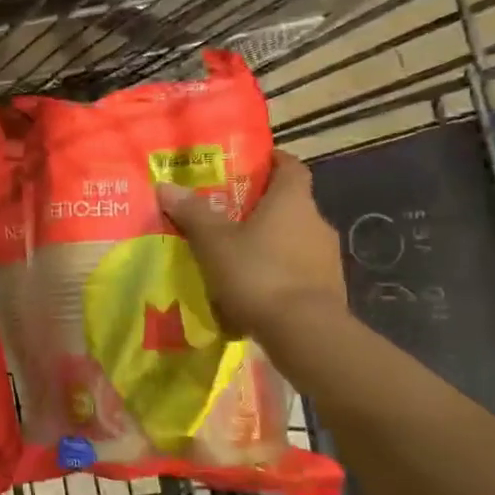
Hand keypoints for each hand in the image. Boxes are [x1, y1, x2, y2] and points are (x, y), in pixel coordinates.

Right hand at [158, 150, 346, 342]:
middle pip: (291, 204)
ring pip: (294, 239)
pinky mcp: (329, 289)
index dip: (273, 161)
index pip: (291, 167)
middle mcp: (317, 222)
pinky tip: (253, 287)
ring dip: (270, 242)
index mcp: (292, 201)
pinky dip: (278, 272)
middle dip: (262, 207)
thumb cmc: (257, 273)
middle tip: (228, 213)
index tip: (252, 163)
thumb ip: (192, 213)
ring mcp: (327, 258)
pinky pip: (299, 270)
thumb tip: (165, 185)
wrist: (304, 332)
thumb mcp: (214, 242)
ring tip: (236, 254)